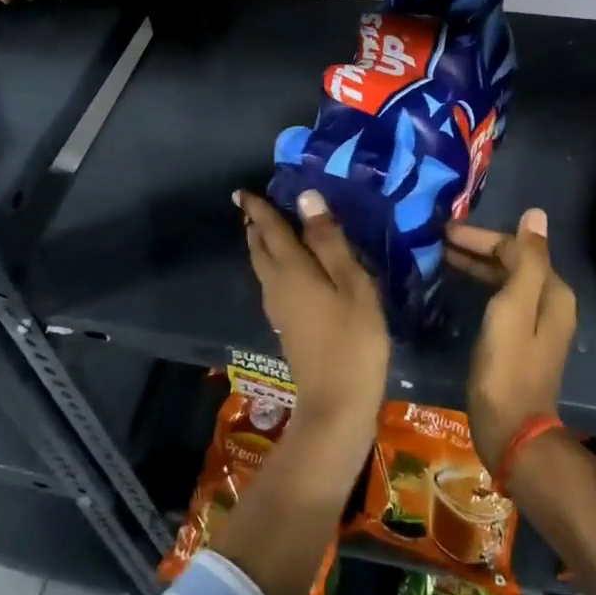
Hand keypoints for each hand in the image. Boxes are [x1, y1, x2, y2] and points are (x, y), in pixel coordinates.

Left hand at [237, 189, 389, 434]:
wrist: (337, 403)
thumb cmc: (352, 338)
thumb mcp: (351, 283)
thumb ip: (328, 240)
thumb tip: (306, 198)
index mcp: (291, 269)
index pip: (268, 229)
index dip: (258, 208)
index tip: (243, 191)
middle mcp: (276, 285)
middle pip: (259, 248)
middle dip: (256, 226)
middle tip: (255, 207)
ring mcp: (278, 309)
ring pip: (263, 267)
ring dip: (263, 245)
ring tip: (270, 230)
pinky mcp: (286, 326)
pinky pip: (273, 282)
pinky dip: (275, 265)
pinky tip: (291, 269)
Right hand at [447, 208, 576, 469]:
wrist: (511, 430)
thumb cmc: (507, 367)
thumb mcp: (514, 307)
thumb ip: (526, 260)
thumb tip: (536, 214)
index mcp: (552, 291)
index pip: (517, 247)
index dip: (480, 236)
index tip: (444, 231)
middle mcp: (550, 301)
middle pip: (512, 260)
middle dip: (476, 247)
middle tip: (437, 239)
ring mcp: (536, 321)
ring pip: (504, 278)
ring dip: (475, 264)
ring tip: (440, 255)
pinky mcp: (520, 338)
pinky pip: (500, 297)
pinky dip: (479, 284)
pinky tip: (457, 283)